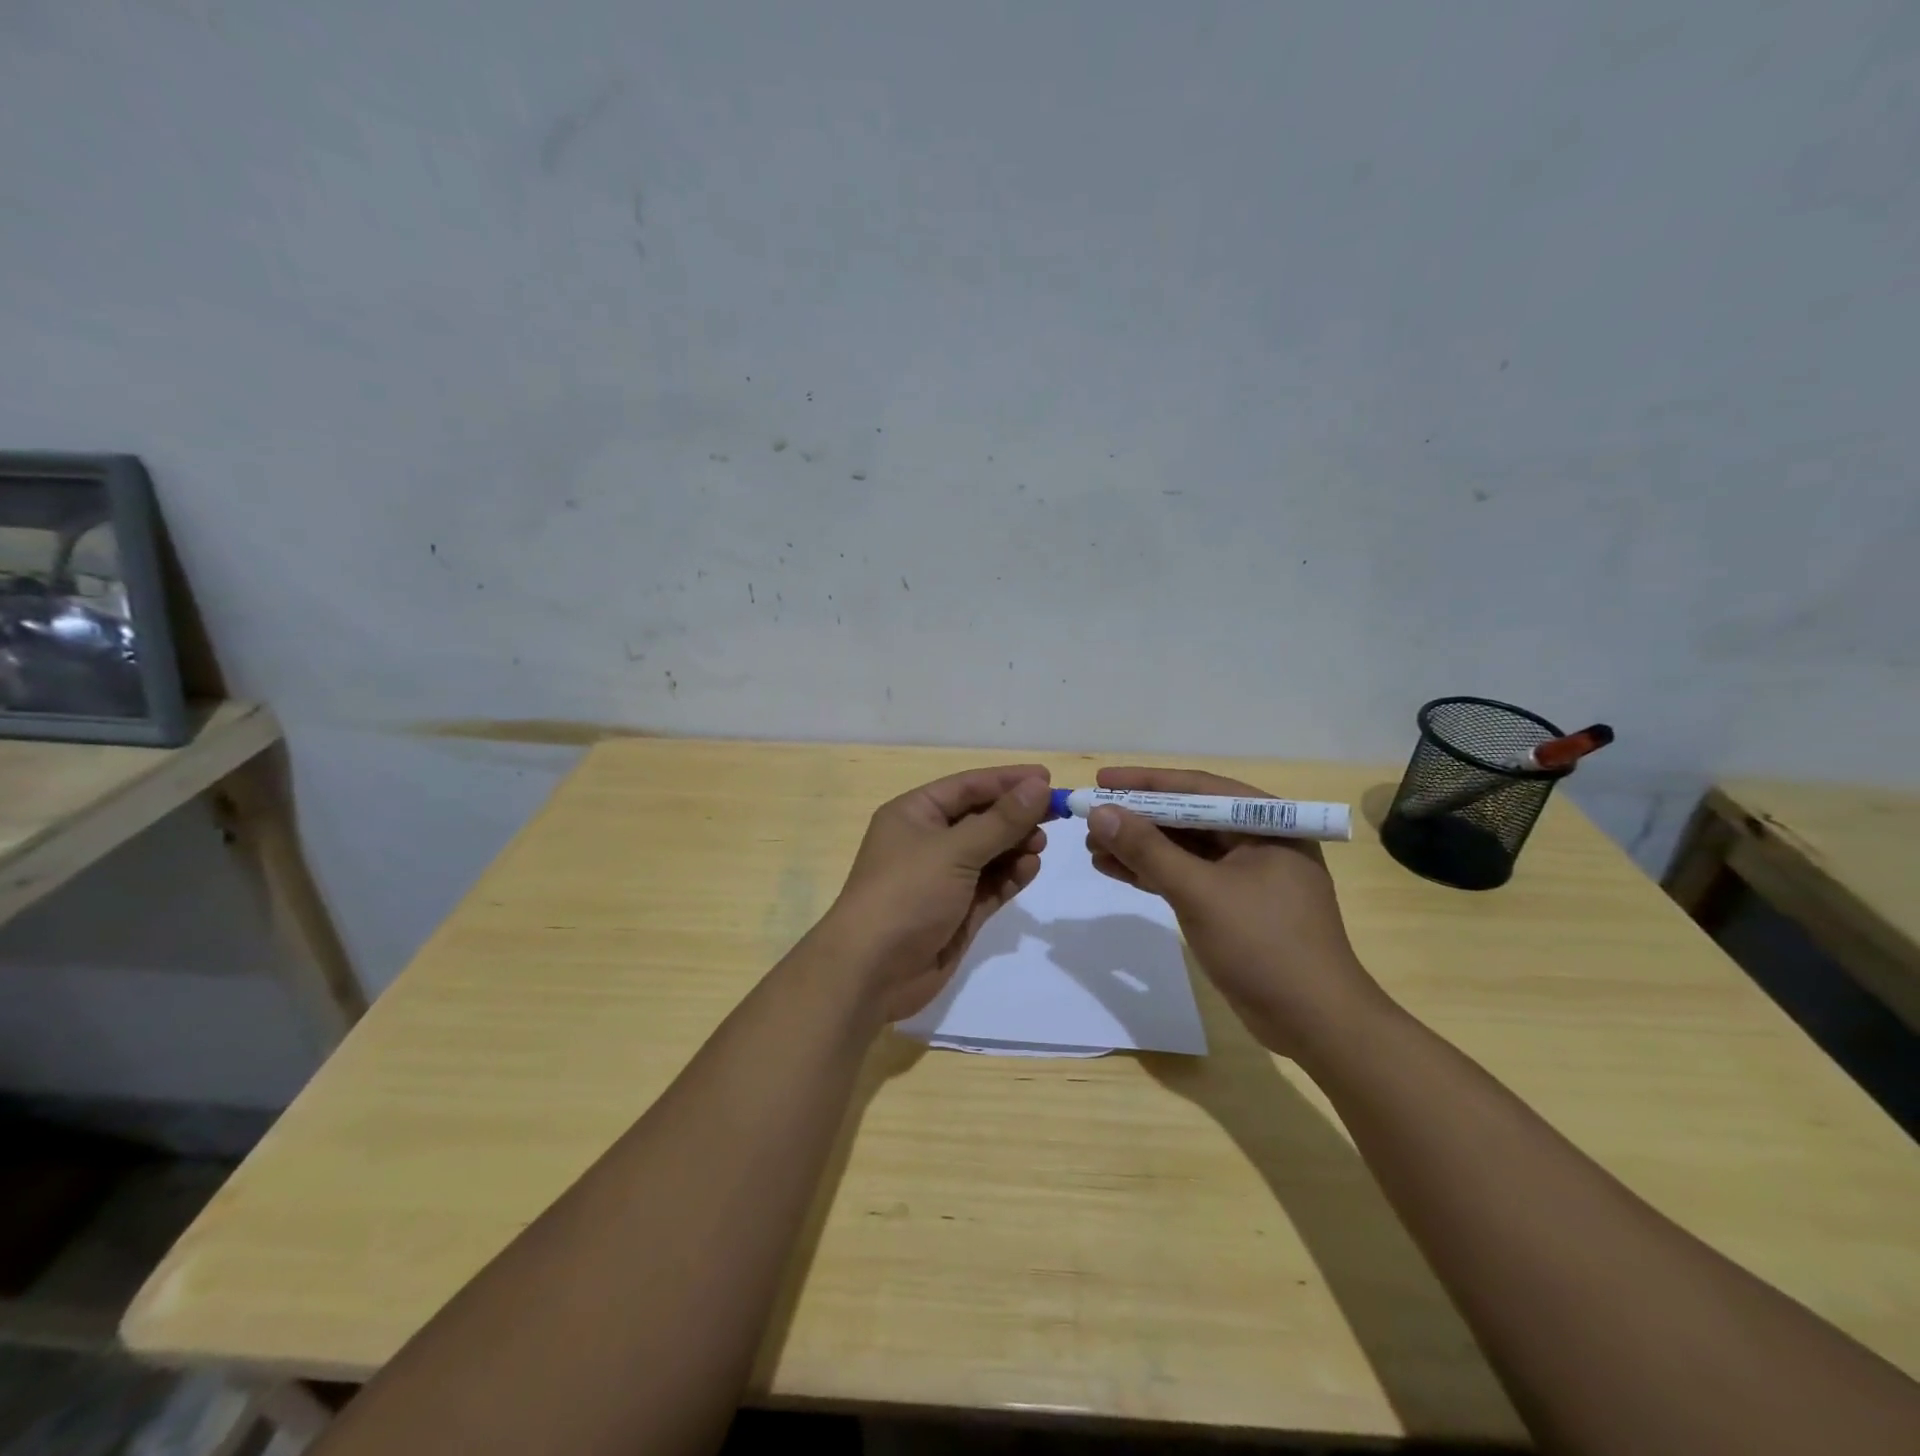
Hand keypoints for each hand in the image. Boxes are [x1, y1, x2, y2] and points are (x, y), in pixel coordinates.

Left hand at [820, 765, 1051, 1023]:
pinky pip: (990, 885)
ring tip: (1040, 845)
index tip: (1047, 778)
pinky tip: (1030, 869)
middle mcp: (928, 841)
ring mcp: (943, 878)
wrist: (872, 972)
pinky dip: (1010, 876)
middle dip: (1015, 815)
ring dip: (1015, 846)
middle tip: (1055, 815)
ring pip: (989, 852)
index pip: (967, 786)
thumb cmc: (906, 894)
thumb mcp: (954, 851)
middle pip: (981, 818)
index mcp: (914, 814)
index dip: (1007, 780)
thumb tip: (1039, 786)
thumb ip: (1000, 821)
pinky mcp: (958, 911)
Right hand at [1085, 766, 1388, 1057]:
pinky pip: (1187, 877)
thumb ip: (1148, 850)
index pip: (1198, 788)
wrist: (1315, 1024)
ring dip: (1140, 848)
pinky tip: (1115, 870)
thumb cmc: (1263, 945)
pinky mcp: (1234, 906)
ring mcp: (1247, 876)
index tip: (1101, 779)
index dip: (1145, 782)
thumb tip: (1100, 813)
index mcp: (1267, 823)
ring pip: (1184, 849)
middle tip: (1091, 820)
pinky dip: (1153, 874)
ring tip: (1093, 848)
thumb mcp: (1200, 892)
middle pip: (1188, 817)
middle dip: (1137, 819)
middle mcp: (1259, 841)